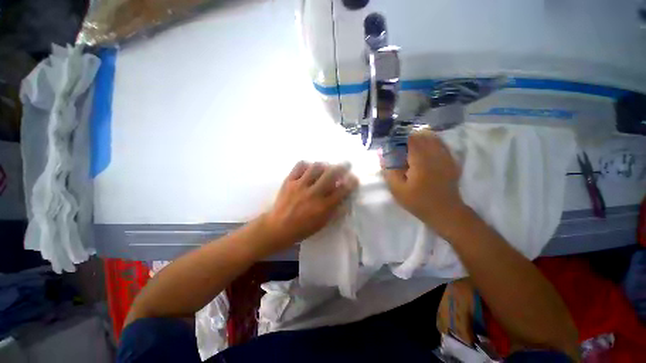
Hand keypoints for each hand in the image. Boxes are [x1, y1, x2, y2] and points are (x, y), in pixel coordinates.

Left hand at [260, 161, 357, 253]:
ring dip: (325, 165)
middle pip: (331, 174)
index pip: (342, 190)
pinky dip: (307, 164)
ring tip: (326, 166)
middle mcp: (313, 193)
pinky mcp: (289, 181)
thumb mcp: (322, 223)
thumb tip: (344, 198)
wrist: (278, 227)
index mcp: (323, 207)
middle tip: (346, 164)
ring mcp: (300, 185)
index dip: (351, 182)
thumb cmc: (302, 228)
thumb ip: (335, 210)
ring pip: (316, 167)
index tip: (354, 178)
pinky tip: (309, 167)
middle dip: (342, 167)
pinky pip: (299, 166)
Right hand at [382, 130, 466, 236]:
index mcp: (421, 161)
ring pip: (433, 137)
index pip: (411, 138)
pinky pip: (441, 144)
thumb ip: (389, 170)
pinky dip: (431, 142)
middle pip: (422, 135)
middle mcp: (435, 154)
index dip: (399, 138)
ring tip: (410, 147)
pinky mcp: (451, 160)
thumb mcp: (397, 189)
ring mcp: (446, 156)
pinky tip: (423, 150)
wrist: (445, 212)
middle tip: (399, 147)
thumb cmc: (418, 201)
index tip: (391, 144)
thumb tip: (381, 153)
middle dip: (409, 137)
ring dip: (420, 138)